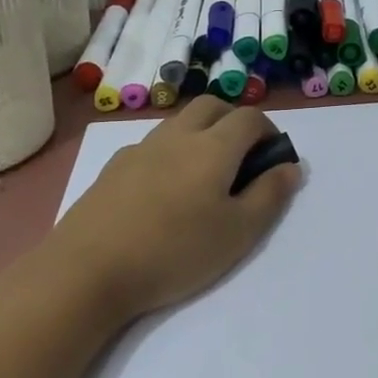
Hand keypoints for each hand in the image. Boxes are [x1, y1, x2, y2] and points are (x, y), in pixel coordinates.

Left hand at [37, 97, 301, 322]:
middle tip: (242, 158)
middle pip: (212, 106)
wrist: (87, 270)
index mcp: (213, 147)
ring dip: (201, 134)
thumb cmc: (175, 251)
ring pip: (179, 123)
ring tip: (204, 177)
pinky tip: (164, 192)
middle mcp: (177, 136)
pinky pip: (152, 145)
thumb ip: (270, 195)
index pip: (250, 118)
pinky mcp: (113, 168)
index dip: (269, 132)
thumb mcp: (239, 232)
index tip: (273, 160)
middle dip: (234, 121)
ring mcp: (140, 149)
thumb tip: (289, 167)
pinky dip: (170, 153)